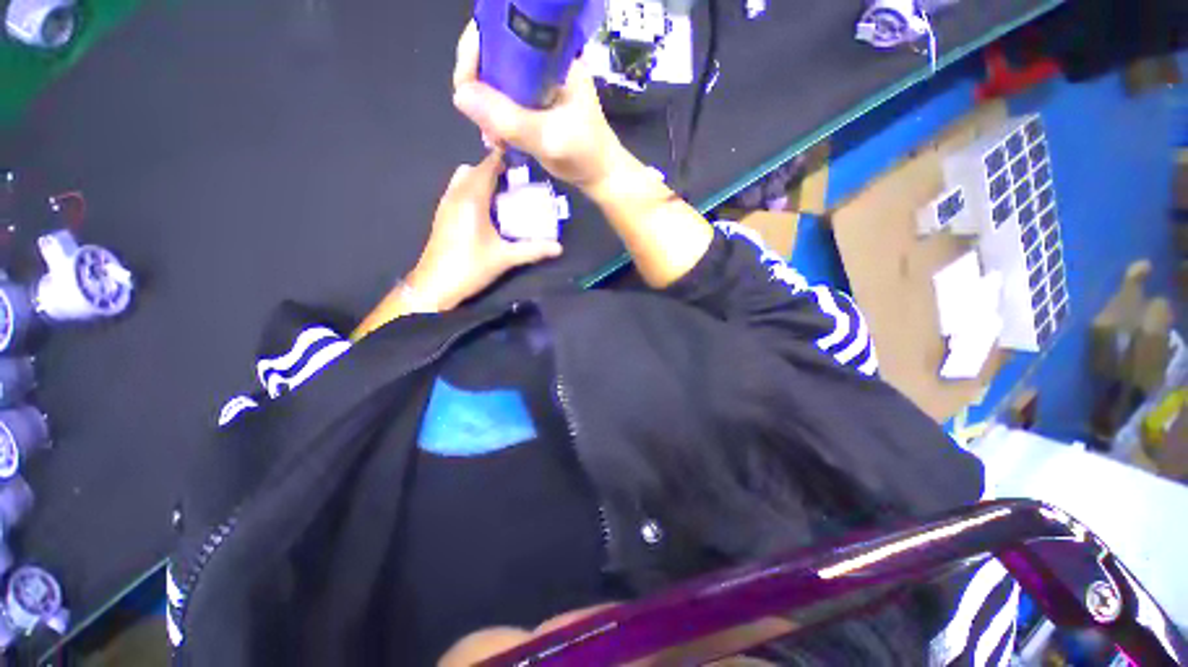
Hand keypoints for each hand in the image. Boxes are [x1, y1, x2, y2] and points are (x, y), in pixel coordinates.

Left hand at [407, 149, 562, 310]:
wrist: (436, 285)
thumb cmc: (471, 267)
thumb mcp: (505, 258)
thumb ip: (533, 250)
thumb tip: (559, 248)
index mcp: (472, 199)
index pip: (487, 166)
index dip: (504, 160)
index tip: (523, 163)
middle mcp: (456, 194)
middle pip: (474, 169)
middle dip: (494, 171)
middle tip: (516, 186)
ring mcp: (445, 204)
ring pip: (463, 179)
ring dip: (481, 181)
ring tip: (502, 198)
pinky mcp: (442, 215)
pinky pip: (457, 190)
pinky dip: (472, 191)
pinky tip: (486, 213)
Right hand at [452, 21, 626, 191]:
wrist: (600, 175)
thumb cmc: (584, 155)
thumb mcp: (548, 138)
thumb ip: (508, 118)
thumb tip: (460, 96)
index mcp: (551, 56)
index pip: (501, 33)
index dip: (475, 53)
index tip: (467, 89)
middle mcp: (541, 63)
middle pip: (493, 56)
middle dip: (479, 89)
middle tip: (483, 124)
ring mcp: (537, 84)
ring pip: (495, 81)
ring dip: (487, 110)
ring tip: (494, 139)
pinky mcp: (534, 104)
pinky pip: (504, 102)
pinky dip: (496, 121)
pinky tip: (500, 141)